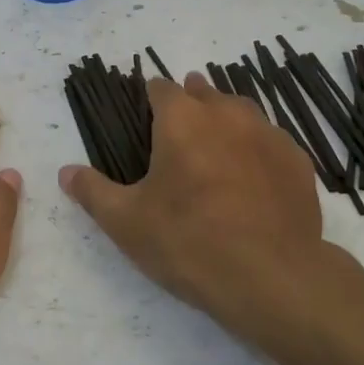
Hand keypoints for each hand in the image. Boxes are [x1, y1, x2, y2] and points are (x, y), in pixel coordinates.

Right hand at [58, 72, 325, 335]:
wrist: (272, 277)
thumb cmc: (188, 242)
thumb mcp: (126, 222)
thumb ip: (93, 191)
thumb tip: (65, 172)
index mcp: (182, 119)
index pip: (161, 88)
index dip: (150, 97)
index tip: (144, 115)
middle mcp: (227, 113)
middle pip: (205, 92)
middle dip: (190, 104)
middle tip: (178, 133)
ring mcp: (268, 134)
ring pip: (242, 112)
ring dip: (225, 121)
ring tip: (216, 148)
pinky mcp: (297, 161)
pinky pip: (271, 142)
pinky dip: (257, 150)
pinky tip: (253, 178)